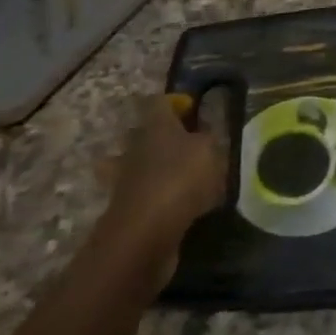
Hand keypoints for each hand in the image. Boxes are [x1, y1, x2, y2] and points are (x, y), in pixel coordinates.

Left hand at [98, 95, 228, 283]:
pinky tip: (176, 204)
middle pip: (146, 131)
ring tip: (182, 176)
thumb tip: (205, 133)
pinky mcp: (125, 207)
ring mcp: (125, 177)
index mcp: (155, 124)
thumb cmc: (180, 179)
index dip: (177, 103)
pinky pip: (142, 193)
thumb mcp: (210, 151)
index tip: (194, 110)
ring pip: (139, 163)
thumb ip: (209, 138)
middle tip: (190, 145)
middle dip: (164, 136)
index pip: (160, 101)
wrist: (145, 233)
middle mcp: (135, 145)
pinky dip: (155, 196)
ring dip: (155, 167)